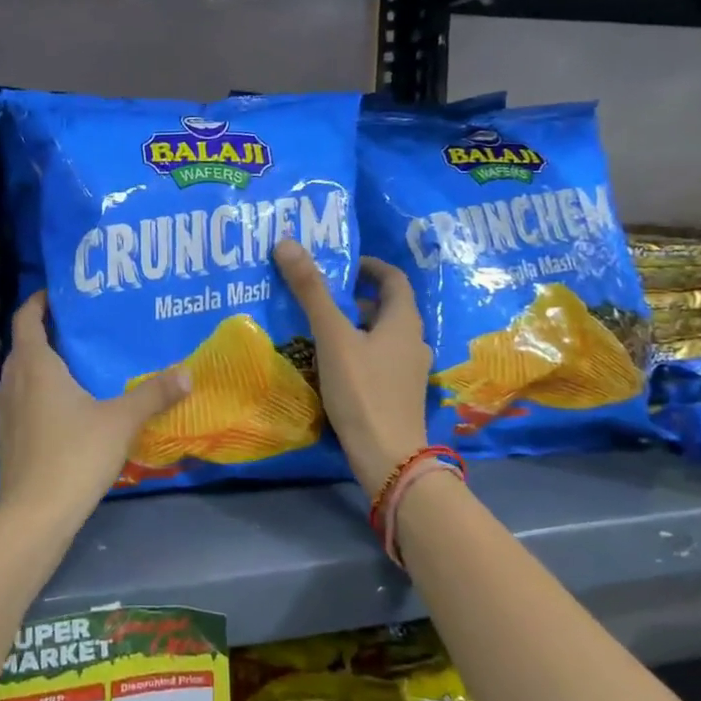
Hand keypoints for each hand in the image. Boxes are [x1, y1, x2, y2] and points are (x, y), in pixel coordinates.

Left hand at [0, 292, 191, 526]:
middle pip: (23, 345)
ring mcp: (6, 411)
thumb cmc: (75, 455)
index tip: (57, 294)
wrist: (35, 514)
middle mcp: (13, 381)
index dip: (38, 302)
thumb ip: (154, 393)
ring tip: (76, 364)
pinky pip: (21, 399)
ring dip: (40, 364)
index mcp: (35, 366)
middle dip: (45, 332)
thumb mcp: (121, 420)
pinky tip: (65, 407)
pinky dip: (38, 391)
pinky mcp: (7, 436)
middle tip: (79, 328)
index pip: (26, 318)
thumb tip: (187, 372)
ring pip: (20, 374)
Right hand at [274, 239, 431, 491]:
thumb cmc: (363, 391)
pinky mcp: (398, 395)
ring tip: (318, 329)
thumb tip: (287, 242)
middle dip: (354, 298)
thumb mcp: (332, 337)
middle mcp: (413, 342)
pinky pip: (377, 360)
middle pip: (385, 308)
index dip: (369, 266)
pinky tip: (330, 365)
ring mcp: (408, 371)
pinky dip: (356, 352)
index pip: (393, 279)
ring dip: (353, 327)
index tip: (342, 264)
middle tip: (319, 295)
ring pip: (380, 336)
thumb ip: (311, 291)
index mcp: (404, 322)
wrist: (388, 457)